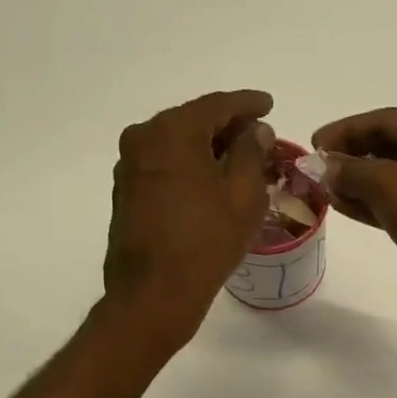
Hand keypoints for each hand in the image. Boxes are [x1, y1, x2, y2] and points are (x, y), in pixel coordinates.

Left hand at [105, 89, 274, 347]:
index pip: (218, 105)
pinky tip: (211, 184)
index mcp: (172, 131)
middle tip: (259, 138)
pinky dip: (190, 168)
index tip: (269, 104)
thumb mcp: (243, 195)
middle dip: (228, 128)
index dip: (248, 104)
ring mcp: (130, 167)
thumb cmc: (206, 241)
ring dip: (208, 150)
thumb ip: (251, 153)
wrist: (154, 293)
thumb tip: (255, 131)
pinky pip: (165, 167)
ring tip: (239, 163)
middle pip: (194, 122)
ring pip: (178, 145)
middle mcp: (143, 138)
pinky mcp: (127, 194)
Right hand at [311, 108, 396, 323]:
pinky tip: (350, 210)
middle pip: (392, 145)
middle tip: (320, 169)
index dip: (345, 130)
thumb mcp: (385, 185)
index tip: (314, 143)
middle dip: (353, 158)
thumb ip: (350, 170)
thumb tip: (328, 165)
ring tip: (329, 192)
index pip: (383, 119)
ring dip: (363, 184)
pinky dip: (379, 204)